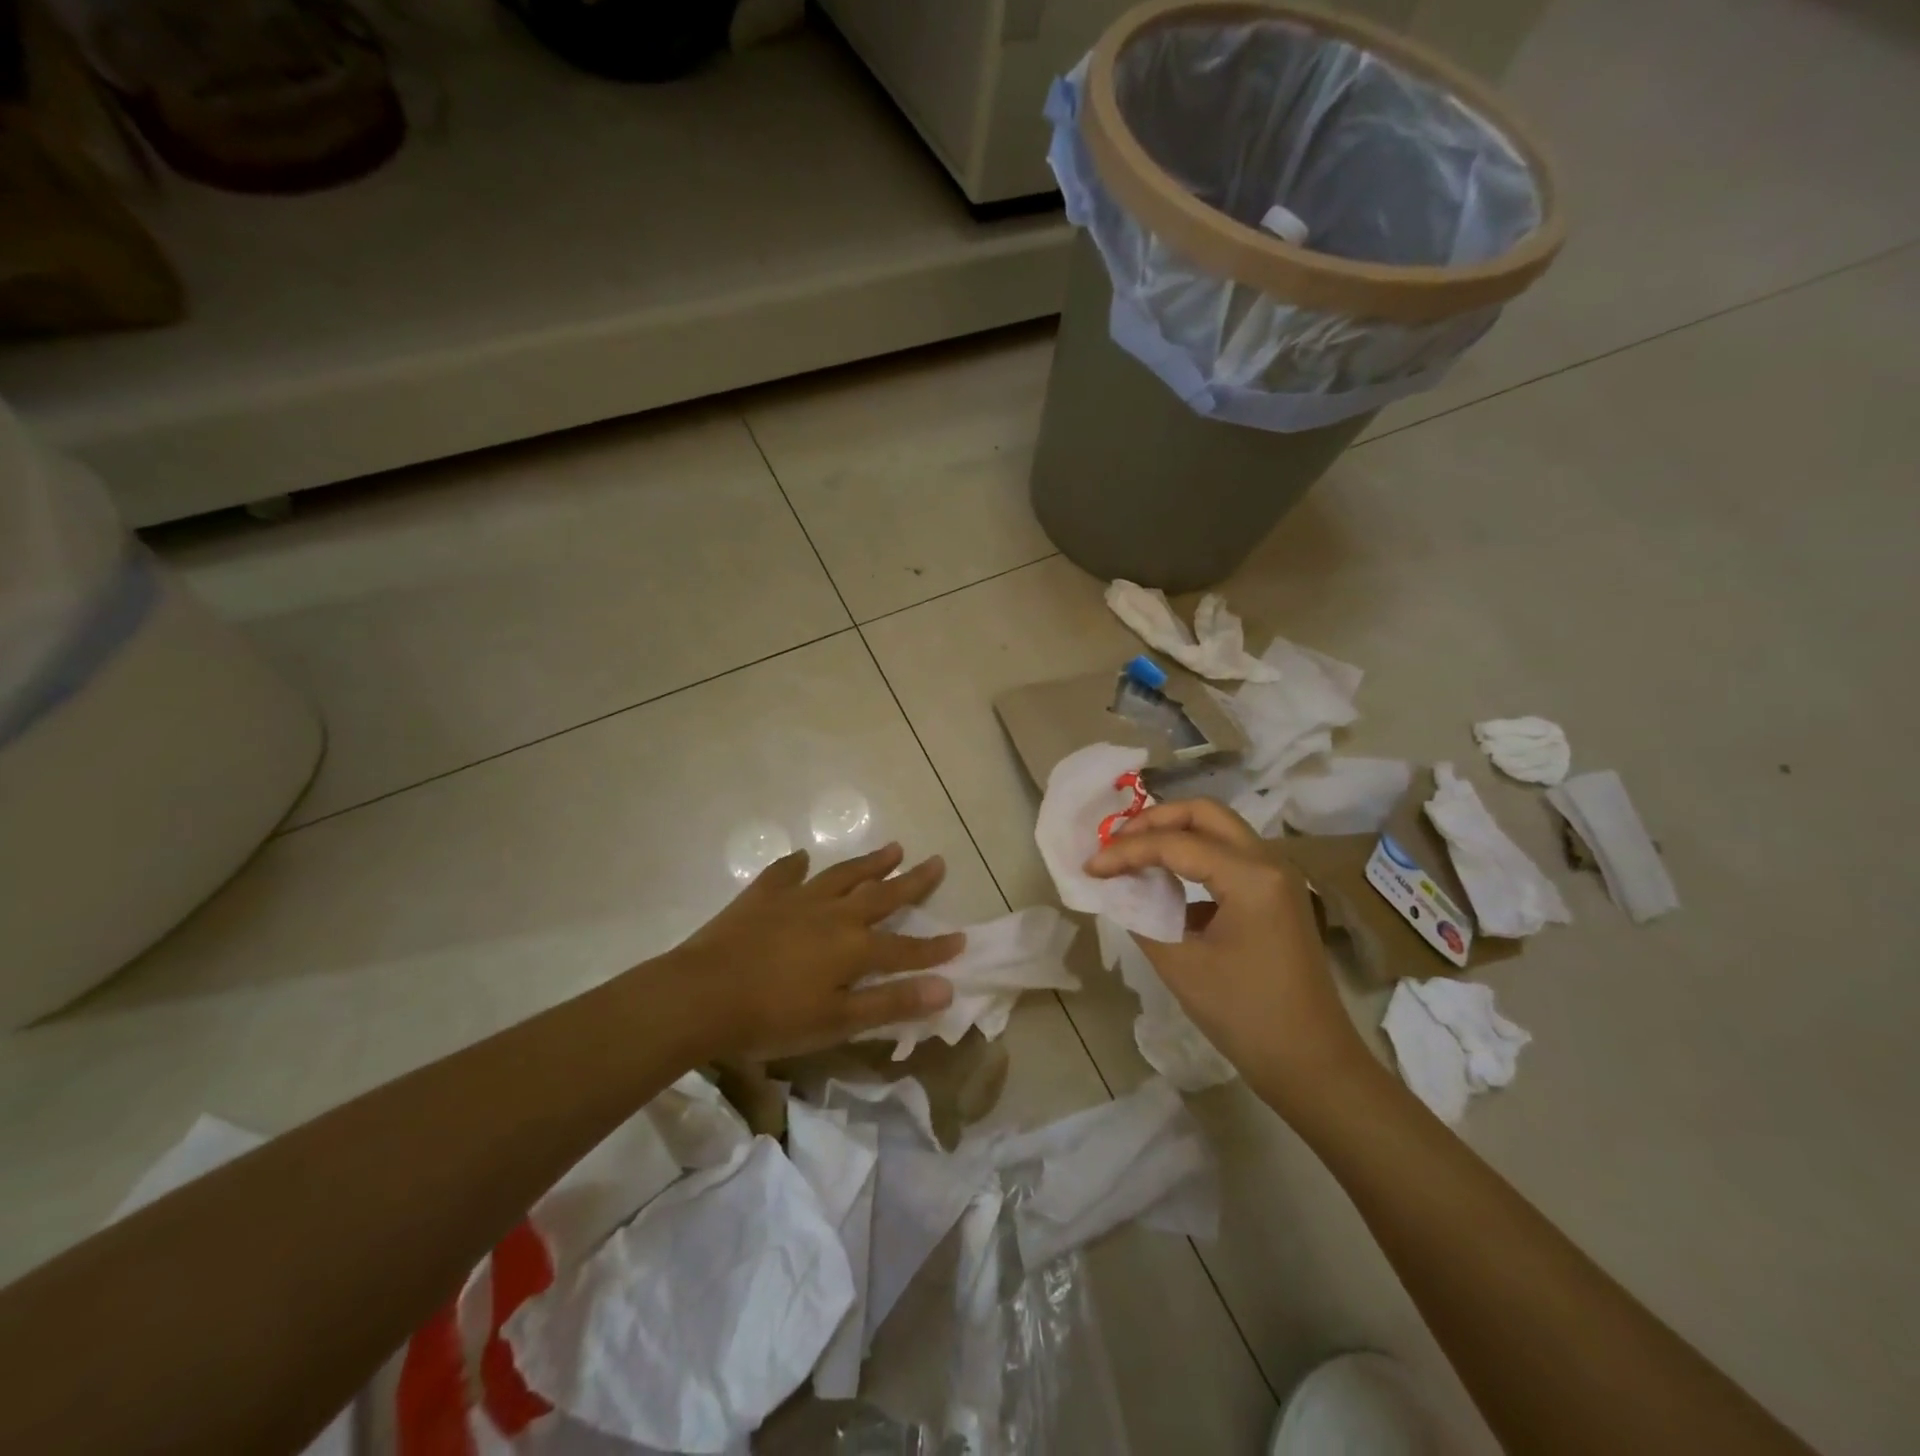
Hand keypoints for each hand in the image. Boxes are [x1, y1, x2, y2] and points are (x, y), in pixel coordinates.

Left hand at [659, 842, 962, 1060]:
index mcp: (854, 947)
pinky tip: (801, 857)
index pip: (906, 947)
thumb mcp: (838, 1021)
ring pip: (843, 875)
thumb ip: (892, 1002)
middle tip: (937, 861)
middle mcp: (833, 914)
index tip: (963, 937)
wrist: (702, 996)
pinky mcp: (762, 896)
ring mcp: (797, 899)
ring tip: (894, 847)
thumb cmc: (773, 1018)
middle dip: (913, 882)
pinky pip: (784, 874)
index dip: (935, 947)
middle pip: (882, 894)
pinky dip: (795, 865)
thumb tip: (946, 988)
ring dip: (870, 862)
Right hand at [1085, 799, 1370, 1111]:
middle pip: (1204, 814)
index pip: (1175, 843)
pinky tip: (1164, 883)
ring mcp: (1276, 878)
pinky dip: (1192, 858)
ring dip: (1173, 834)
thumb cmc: (1246, 1016)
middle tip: (1115, 842)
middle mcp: (1269, 862)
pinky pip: (1228, 858)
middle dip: (1154, 821)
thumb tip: (1117, 890)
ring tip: (1131, 853)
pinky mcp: (1274, 896)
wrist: (1313, 1065)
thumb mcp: (1182, 966)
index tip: (1091, 867)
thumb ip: (1141, 917)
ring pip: (1218, 831)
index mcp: (1251, 877)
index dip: (1126, 851)